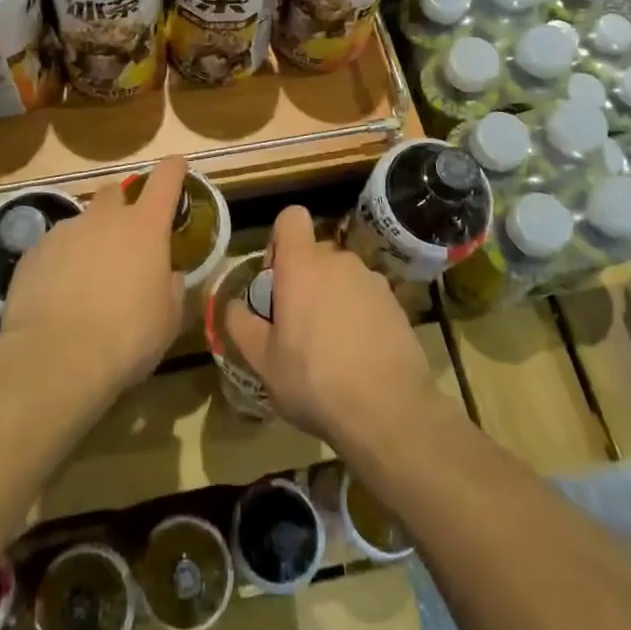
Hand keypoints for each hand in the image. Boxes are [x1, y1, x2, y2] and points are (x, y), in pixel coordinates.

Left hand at [1, 155, 186, 400]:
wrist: (55, 358)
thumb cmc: (126, 337)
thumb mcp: (168, 319)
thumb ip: (172, 286)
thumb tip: (169, 274)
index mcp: (145, 227)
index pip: (165, 178)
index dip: (173, 169)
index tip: (177, 167)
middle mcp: (104, 218)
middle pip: (115, 192)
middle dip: (122, 207)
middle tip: (125, 240)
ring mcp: (65, 232)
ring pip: (82, 223)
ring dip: (89, 241)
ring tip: (87, 281)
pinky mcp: (33, 253)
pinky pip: (53, 249)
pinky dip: (60, 263)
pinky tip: (58, 296)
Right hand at [223, 206, 442, 461]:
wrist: (389, 411)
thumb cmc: (314, 380)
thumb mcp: (262, 361)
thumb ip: (241, 325)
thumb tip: (234, 305)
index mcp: (302, 265)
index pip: (291, 218)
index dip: (280, 240)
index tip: (276, 280)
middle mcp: (338, 261)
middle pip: (315, 254)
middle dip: (304, 279)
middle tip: (297, 325)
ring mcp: (372, 280)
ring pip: (342, 277)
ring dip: (332, 299)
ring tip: (330, 348)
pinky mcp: (396, 304)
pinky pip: (366, 298)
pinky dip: (358, 316)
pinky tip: (357, 356)